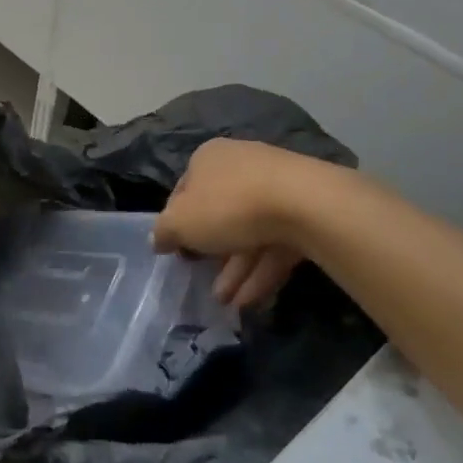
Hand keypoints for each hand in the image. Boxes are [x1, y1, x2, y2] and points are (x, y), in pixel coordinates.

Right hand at [155, 139, 310, 310]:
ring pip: (249, 231)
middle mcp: (240, 165)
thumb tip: (158, 240)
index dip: (177, 223)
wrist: (304, 204)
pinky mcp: (304, 211)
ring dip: (236, 269)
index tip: (176, 251)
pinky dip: (261, 270)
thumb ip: (164, 232)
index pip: (184, 191)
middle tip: (204, 282)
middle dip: (211, 253)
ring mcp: (276, 187)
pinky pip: (275, 242)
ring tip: (227, 303)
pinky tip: (250, 300)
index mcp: (208, 158)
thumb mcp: (180, 222)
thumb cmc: (228, 205)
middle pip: (219, 213)